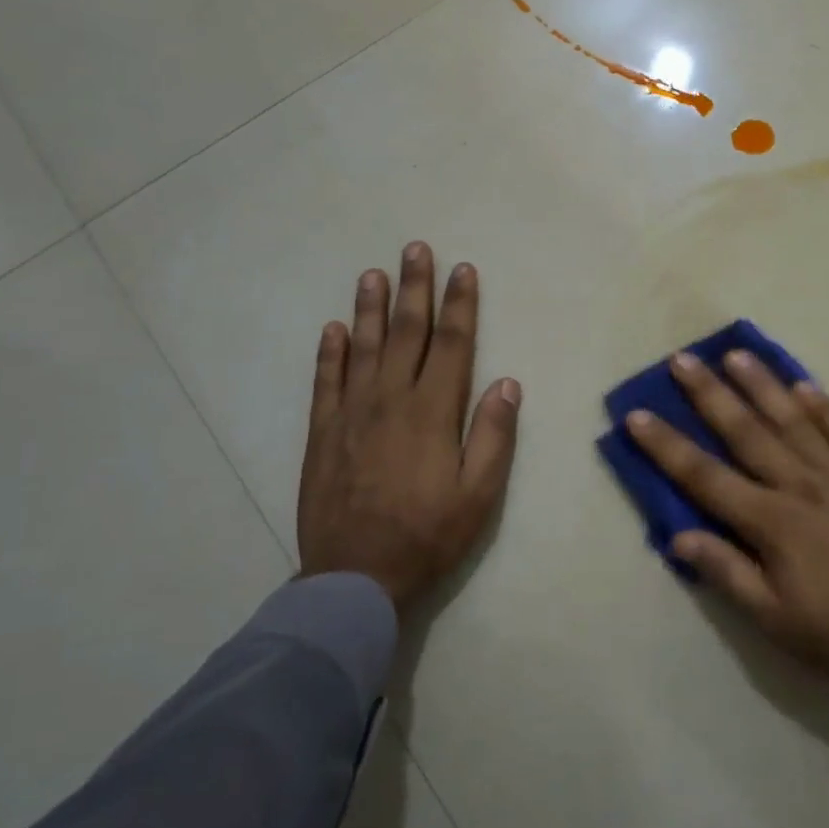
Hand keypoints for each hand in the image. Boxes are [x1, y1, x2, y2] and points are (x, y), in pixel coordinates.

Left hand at [297, 242, 520, 608]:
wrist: (356, 578)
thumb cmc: (429, 536)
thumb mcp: (479, 494)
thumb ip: (493, 435)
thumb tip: (506, 383)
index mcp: (433, 412)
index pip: (452, 345)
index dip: (460, 305)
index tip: (463, 270)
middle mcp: (390, 400)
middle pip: (406, 333)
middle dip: (414, 288)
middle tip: (416, 249)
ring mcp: (351, 414)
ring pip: (363, 347)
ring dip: (370, 307)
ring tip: (373, 273)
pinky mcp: (322, 433)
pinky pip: (325, 381)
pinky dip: (330, 352)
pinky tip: (334, 328)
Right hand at [624, 351, 828, 736]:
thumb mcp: (777, 621)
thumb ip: (728, 574)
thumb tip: (678, 536)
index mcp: (771, 522)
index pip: (705, 476)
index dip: (667, 446)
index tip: (638, 414)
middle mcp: (801, 485)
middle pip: (746, 432)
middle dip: (709, 394)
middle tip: (682, 359)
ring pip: (794, 419)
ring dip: (762, 385)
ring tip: (737, 353)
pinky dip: (825, 407)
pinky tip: (806, 386)